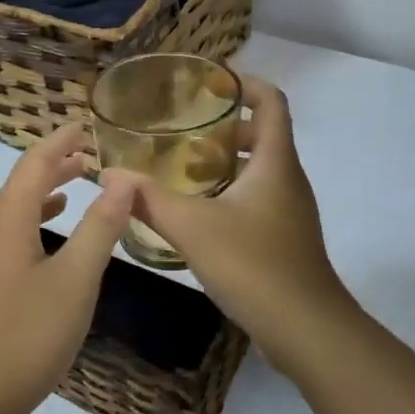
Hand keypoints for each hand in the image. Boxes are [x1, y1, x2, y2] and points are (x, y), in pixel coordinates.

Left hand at [0, 124, 134, 413]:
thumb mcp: (74, 280)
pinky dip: (36, 221)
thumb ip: (99, 227)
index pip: (35, 163)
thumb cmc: (26, 334)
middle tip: (88, 152)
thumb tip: (122, 179)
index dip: (60, 141)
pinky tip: (51, 239)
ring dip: (45, 191)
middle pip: (22, 183)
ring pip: (16, 210)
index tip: (85, 125)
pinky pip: (12, 234)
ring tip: (76, 183)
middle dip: (54, 163)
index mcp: (9, 219)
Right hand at [110, 77, 356, 369]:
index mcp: (276, 162)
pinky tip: (197, 213)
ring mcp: (290, 211)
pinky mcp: (285, 238)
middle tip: (183, 130)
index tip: (209, 83)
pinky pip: (258, 197)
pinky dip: (229, 191)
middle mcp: (288, 179)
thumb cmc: (254, 264)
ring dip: (225, 161)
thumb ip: (148, 199)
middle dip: (225, 127)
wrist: (306, 329)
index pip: (271, 101)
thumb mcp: (192, 226)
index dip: (244, 83)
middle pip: (263, 134)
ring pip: (259, 169)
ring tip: (181, 168)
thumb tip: (108, 175)